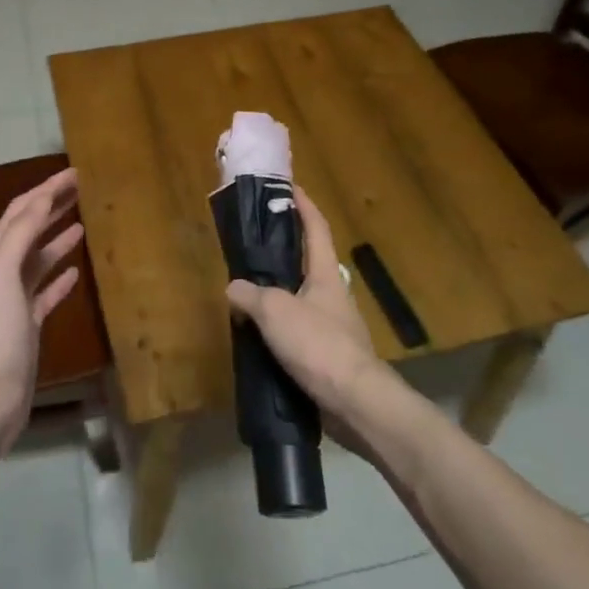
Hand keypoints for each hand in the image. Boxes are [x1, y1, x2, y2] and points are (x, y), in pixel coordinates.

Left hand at [0, 167, 85, 457]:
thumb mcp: (1, 276)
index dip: (47, 189)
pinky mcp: (28, 327)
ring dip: (57, 237)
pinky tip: (77, 271)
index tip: (76, 172)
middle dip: (53, 206)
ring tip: (83, 220)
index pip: (21, 211)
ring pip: (38, 259)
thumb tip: (41, 199)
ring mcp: (13, 302)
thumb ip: (19, 235)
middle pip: (28, 230)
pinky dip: (60, 276)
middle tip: (83, 188)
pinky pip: (45, 292)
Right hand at [226, 187, 384, 421]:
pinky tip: (261, 336)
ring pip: (302, 298)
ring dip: (279, 292)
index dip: (304, 205)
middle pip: (310, 262)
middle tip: (256, 244)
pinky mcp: (329, 354)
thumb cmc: (318, 344)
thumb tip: (234, 287)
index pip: (316, 228)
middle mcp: (333, 294)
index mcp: (326, 274)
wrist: (354, 401)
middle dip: (286, 250)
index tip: (290, 188)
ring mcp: (334, 325)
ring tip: (249, 292)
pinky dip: (281, 327)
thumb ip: (250, 295)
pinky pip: (300, 330)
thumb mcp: (275, 312)